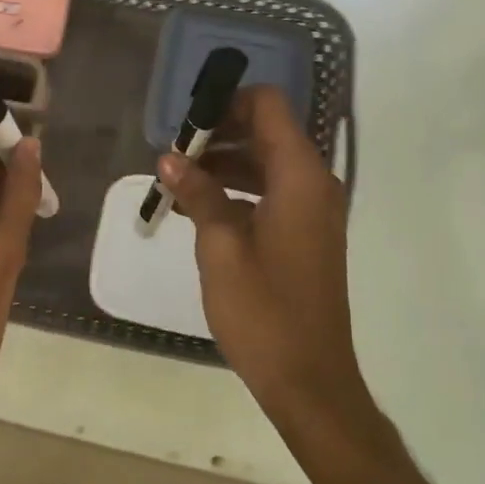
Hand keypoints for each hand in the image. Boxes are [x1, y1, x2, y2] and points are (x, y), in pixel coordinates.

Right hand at [158, 86, 361, 415]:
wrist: (310, 379)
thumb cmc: (263, 311)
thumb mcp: (220, 247)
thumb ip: (198, 193)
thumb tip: (170, 157)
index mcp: (300, 176)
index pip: (268, 106)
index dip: (228, 104)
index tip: (189, 124)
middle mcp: (315, 182)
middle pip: (268, 131)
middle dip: (221, 135)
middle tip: (175, 154)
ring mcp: (315, 209)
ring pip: (268, 162)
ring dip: (226, 164)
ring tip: (179, 181)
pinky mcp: (308, 232)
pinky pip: (274, 191)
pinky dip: (240, 190)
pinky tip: (200, 209)